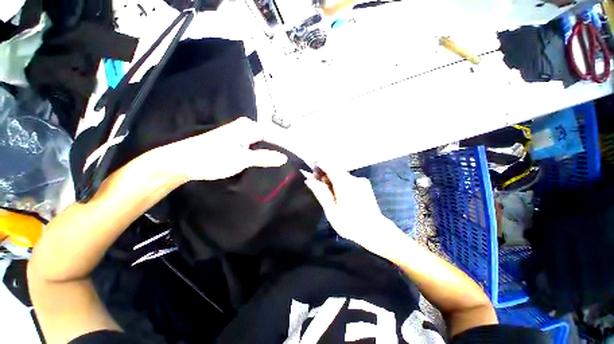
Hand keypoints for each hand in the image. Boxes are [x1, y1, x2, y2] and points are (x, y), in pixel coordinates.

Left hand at [155, 117, 287, 181]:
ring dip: (268, 155)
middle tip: (287, 164)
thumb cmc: (213, 157)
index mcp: (249, 127)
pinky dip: (259, 157)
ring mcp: (240, 136)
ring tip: (279, 166)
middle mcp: (246, 128)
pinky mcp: (235, 144)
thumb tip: (283, 158)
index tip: (294, 158)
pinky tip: (264, 164)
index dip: (284, 147)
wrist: (183, 161)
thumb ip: (264, 157)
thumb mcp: (242, 159)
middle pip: (268, 140)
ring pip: (261, 146)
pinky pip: (253, 149)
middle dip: (277, 151)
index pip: (274, 136)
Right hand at [302, 166, 402, 252]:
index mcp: (345, 185)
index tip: (311, 169)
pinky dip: (341, 182)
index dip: (319, 165)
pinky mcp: (365, 184)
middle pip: (336, 169)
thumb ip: (321, 193)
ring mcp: (361, 181)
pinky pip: (348, 178)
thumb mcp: (331, 211)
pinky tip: (340, 193)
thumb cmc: (350, 224)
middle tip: (317, 183)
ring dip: (333, 178)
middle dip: (325, 173)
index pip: (330, 167)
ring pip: (342, 174)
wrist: (375, 230)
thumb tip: (309, 180)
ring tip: (328, 190)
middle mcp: (354, 179)